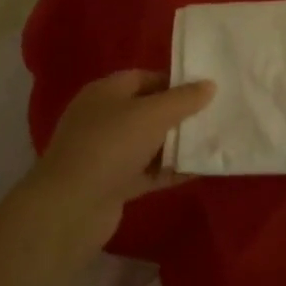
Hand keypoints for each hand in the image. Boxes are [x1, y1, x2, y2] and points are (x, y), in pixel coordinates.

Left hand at [24, 71, 213, 251]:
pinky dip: (170, 171)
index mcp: (105, 93)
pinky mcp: (113, 183)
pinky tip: (199, 171)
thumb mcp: (153, 114)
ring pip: (149, 143)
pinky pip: (148, 171)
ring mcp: (106, 153)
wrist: (71, 207)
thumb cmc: (111, 145)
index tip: (205, 90)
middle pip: (148, 110)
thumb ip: (184, 98)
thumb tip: (209, 85)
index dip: (174, 82)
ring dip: (177, 144)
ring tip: (213, 142)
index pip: (144, 78)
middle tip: (214, 116)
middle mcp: (103, 118)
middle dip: (179, 114)